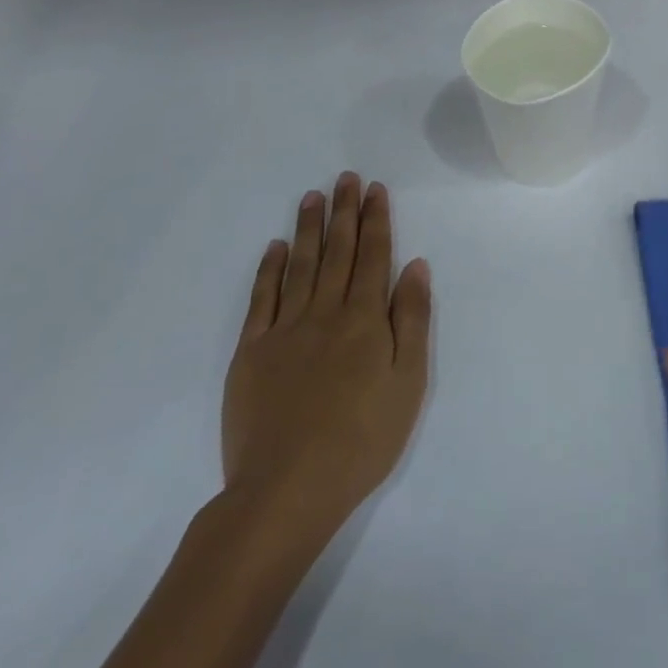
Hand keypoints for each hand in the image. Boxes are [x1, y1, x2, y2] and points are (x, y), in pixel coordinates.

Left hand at [221, 173, 431, 545]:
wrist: (287, 490)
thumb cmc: (362, 439)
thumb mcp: (408, 383)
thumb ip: (412, 320)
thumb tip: (415, 266)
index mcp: (364, 319)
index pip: (373, 256)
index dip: (375, 220)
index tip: (374, 189)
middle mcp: (325, 312)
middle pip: (338, 252)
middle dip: (344, 211)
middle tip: (345, 178)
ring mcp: (284, 330)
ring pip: (299, 265)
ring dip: (308, 228)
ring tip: (312, 196)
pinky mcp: (251, 352)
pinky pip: (261, 299)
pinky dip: (268, 269)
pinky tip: (275, 247)